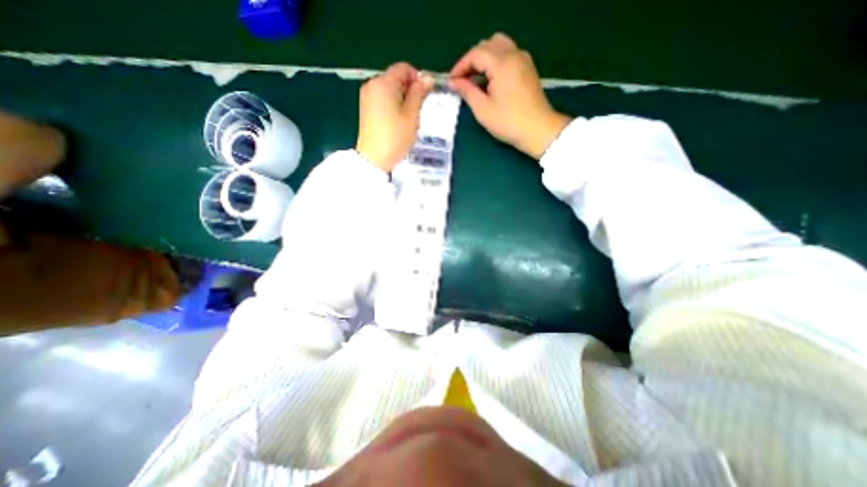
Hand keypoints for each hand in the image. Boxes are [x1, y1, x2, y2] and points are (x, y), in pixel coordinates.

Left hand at [356, 63, 433, 170]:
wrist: (374, 158)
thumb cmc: (395, 137)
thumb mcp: (411, 115)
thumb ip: (419, 94)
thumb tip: (427, 78)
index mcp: (383, 82)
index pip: (403, 68)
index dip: (417, 78)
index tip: (425, 95)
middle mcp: (372, 84)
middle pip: (395, 78)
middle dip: (409, 89)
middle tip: (418, 109)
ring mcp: (366, 96)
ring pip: (389, 89)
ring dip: (402, 98)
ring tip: (408, 118)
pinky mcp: (365, 108)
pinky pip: (382, 99)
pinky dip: (392, 105)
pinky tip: (397, 121)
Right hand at [451, 33, 573, 157]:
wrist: (538, 130)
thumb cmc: (508, 122)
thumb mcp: (482, 109)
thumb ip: (467, 91)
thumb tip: (453, 82)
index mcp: (502, 63)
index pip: (475, 54)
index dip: (460, 66)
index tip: (451, 82)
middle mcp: (513, 55)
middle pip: (487, 45)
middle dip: (471, 61)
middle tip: (462, 80)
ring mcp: (523, 60)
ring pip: (498, 46)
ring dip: (483, 59)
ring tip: (475, 79)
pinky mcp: (527, 68)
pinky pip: (508, 54)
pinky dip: (495, 62)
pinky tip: (490, 80)